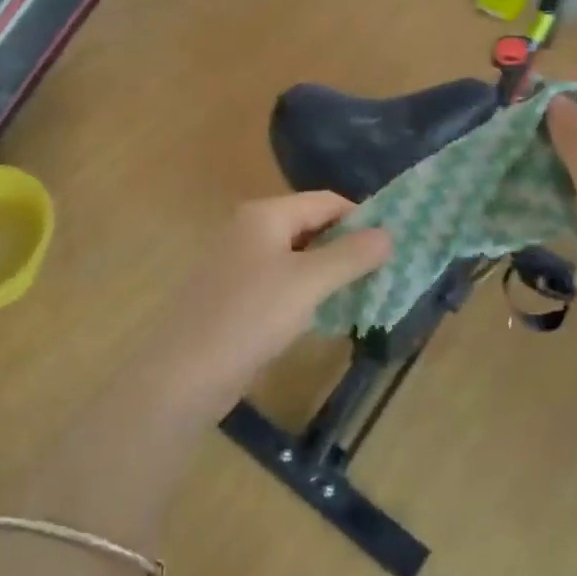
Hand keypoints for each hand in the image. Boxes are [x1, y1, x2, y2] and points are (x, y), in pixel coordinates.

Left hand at [136, 194, 391, 419]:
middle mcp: (249, 229)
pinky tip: (323, 316)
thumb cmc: (250, 316)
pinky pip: (280, 281)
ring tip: (361, 294)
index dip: (361, 218)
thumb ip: (351, 255)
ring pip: (296, 256)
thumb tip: (389, 233)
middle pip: (310, 226)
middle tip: (382, 273)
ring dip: (328, 271)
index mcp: (265, 214)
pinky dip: (305, 291)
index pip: (325, 201)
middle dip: (346, 246)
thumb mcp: (309, 283)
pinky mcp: (233, 295)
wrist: (184, 374)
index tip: (391, 246)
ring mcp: (238, 262)